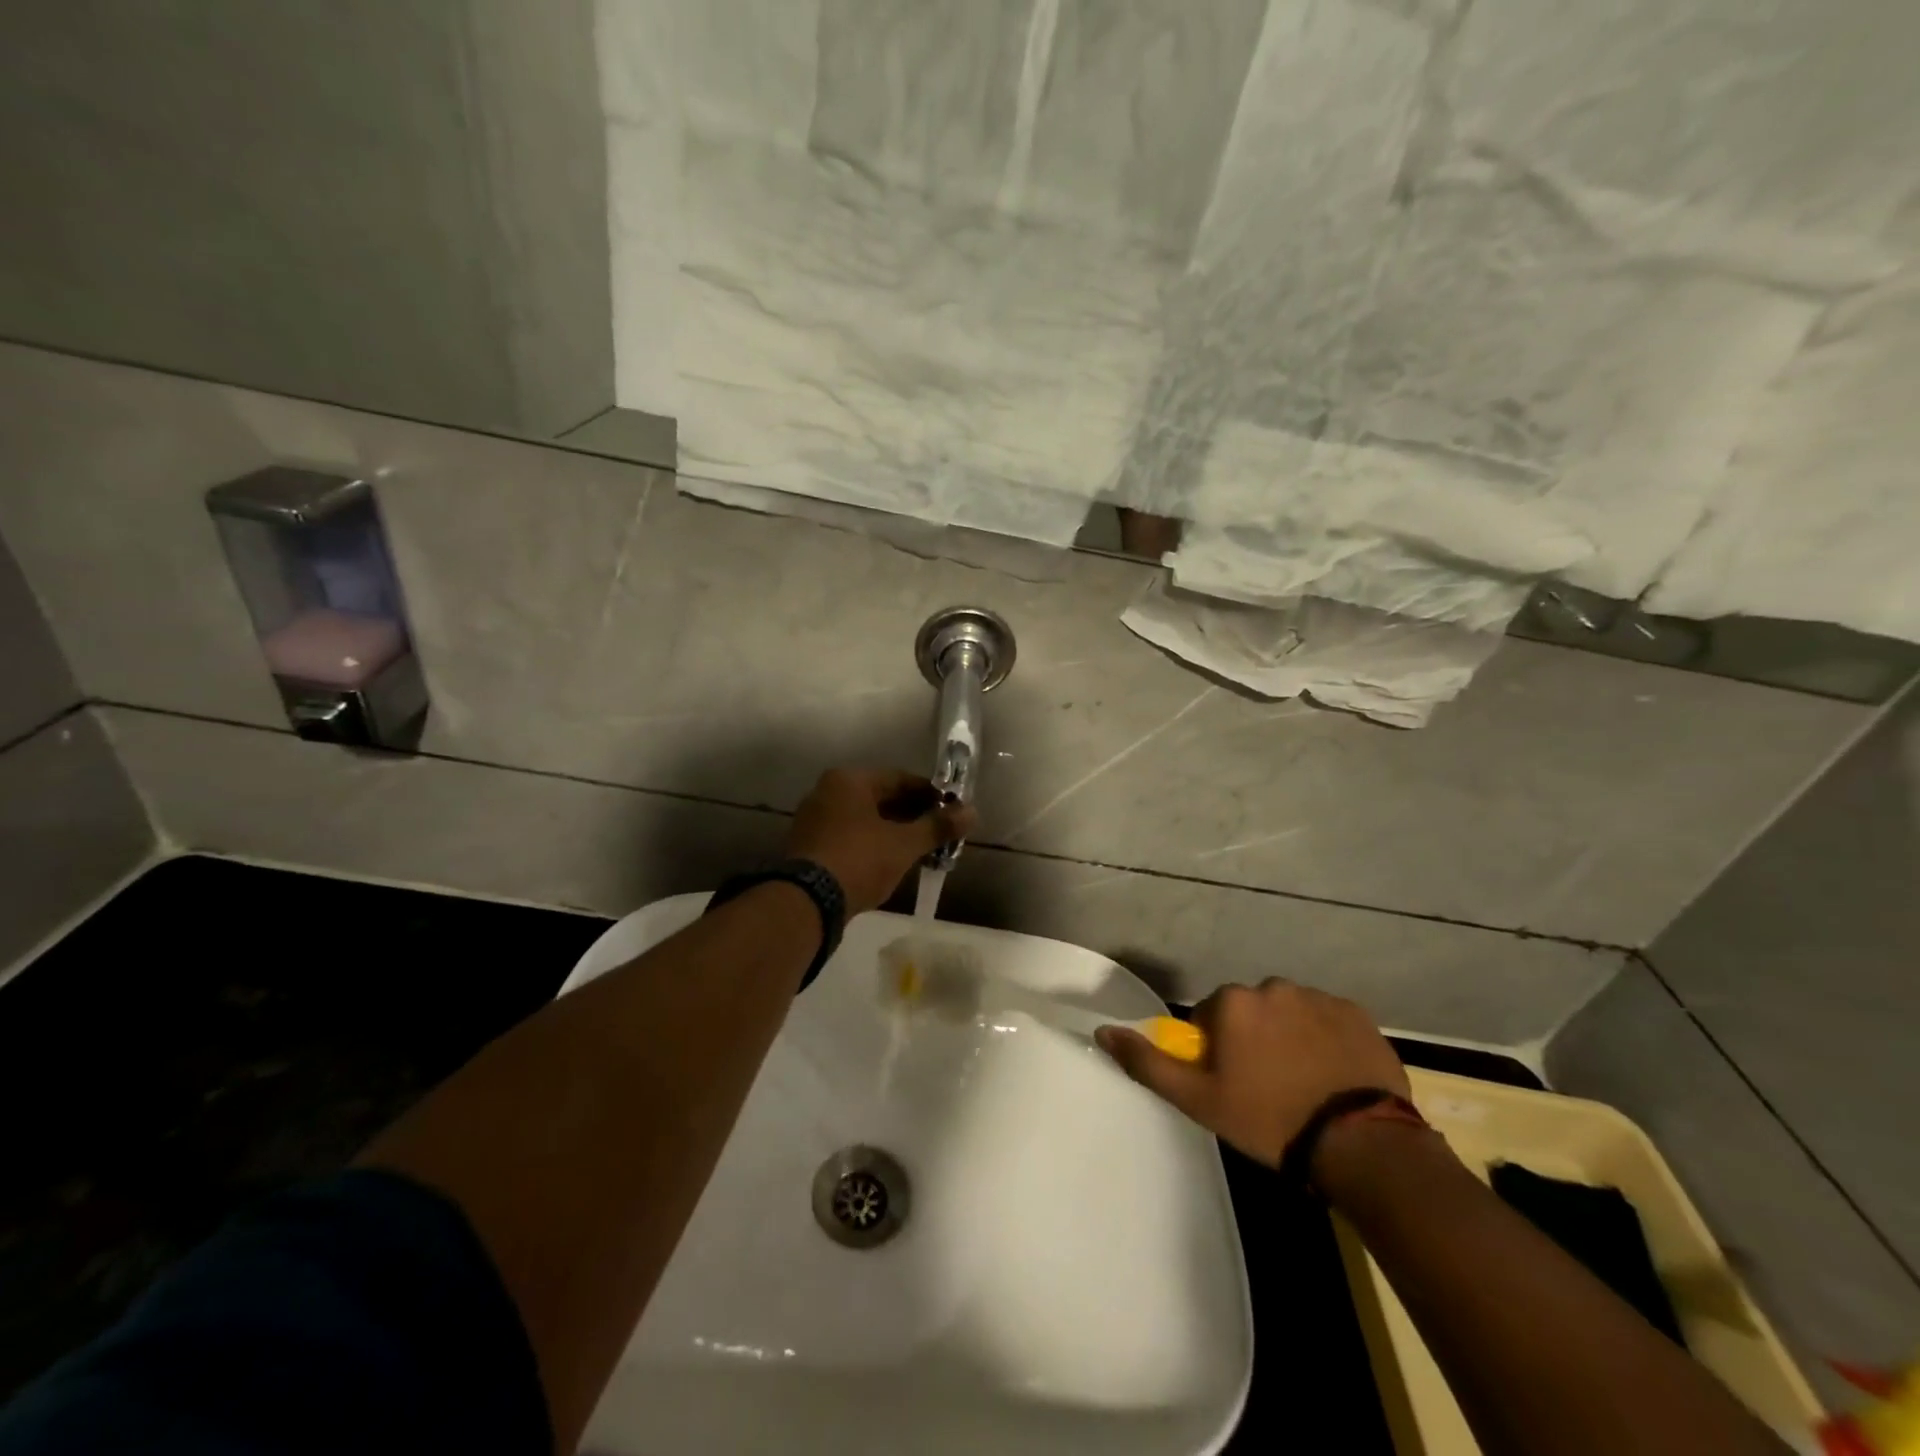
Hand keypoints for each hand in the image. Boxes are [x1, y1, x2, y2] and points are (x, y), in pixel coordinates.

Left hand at [786, 768, 974, 915]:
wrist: (808, 903)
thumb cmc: (860, 860)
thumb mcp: (904, 844)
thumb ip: (937, 826)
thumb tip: (972, 812)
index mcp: (849, 780)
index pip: (900, 779)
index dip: (931, 795)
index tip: (952, 811)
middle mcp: (827, 792)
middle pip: (881, 799)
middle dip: (913, 816)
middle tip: (940, 833)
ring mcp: (814, 820)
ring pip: (866, 820)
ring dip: (894, 832)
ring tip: (921, 850)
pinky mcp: (809, 847)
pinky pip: (850, 837)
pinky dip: (872, 845)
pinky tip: (892, 862)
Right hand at [1096, 979, 1408, 1166]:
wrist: (1362, 1144)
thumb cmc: (1269, 1120)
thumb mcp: (1198, 1100)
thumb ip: (1148, 1063)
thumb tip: (1104, 1031)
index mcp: (1234, 1002)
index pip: (1212, 1016)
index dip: (1219, 1050)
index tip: (1234, 1083)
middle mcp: (1274, 987)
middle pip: (1252, 1010)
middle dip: (1255, 1038)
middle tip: (1269, 1086)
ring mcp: (1320, 998)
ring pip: (1291, 1014)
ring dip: (1290, 1037)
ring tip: (1305, 1084)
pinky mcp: (1359, 1015)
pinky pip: (1330, 1022)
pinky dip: (1327, 1041)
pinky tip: (1334, 1077)